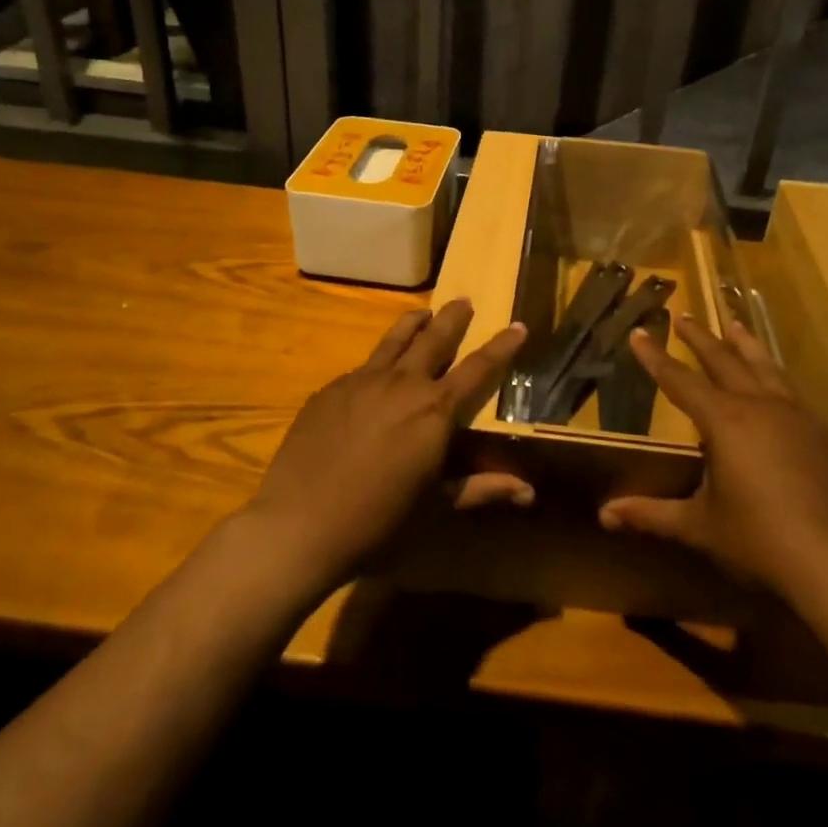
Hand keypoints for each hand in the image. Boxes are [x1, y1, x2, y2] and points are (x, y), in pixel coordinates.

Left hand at [245, 300, 527, 586]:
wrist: (298, 525)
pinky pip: (363, 366)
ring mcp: (361, 381)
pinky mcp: (330, 390)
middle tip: (464, 301)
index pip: (479, 368)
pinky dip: (380, 361)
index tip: (518, 325)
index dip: (502, 346)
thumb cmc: (378, 523)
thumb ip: (482, 489)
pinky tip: (376, 375)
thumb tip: (529, 492)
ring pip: (394, 339)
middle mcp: (402, 384)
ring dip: (414, 323)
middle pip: (434, 338)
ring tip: (424, 312)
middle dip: (454, 317)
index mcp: (435, 410)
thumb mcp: (437, 509)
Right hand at [598, 316, 827, 599]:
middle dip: (700, 338)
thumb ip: (652, 515)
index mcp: (725, 421)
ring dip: (745, 344)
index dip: (655, 357)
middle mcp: (760, 406)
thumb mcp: (700, 526)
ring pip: (765, 367)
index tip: (639, 332)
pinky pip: (793, 392)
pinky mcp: (825, 434)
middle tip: (684, 315)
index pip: (680, 380)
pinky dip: (776, 377)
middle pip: (724, 360)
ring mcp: (798, 416)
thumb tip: (606, 514)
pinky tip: (778, 385)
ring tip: (734, 325)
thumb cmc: (760, 540)